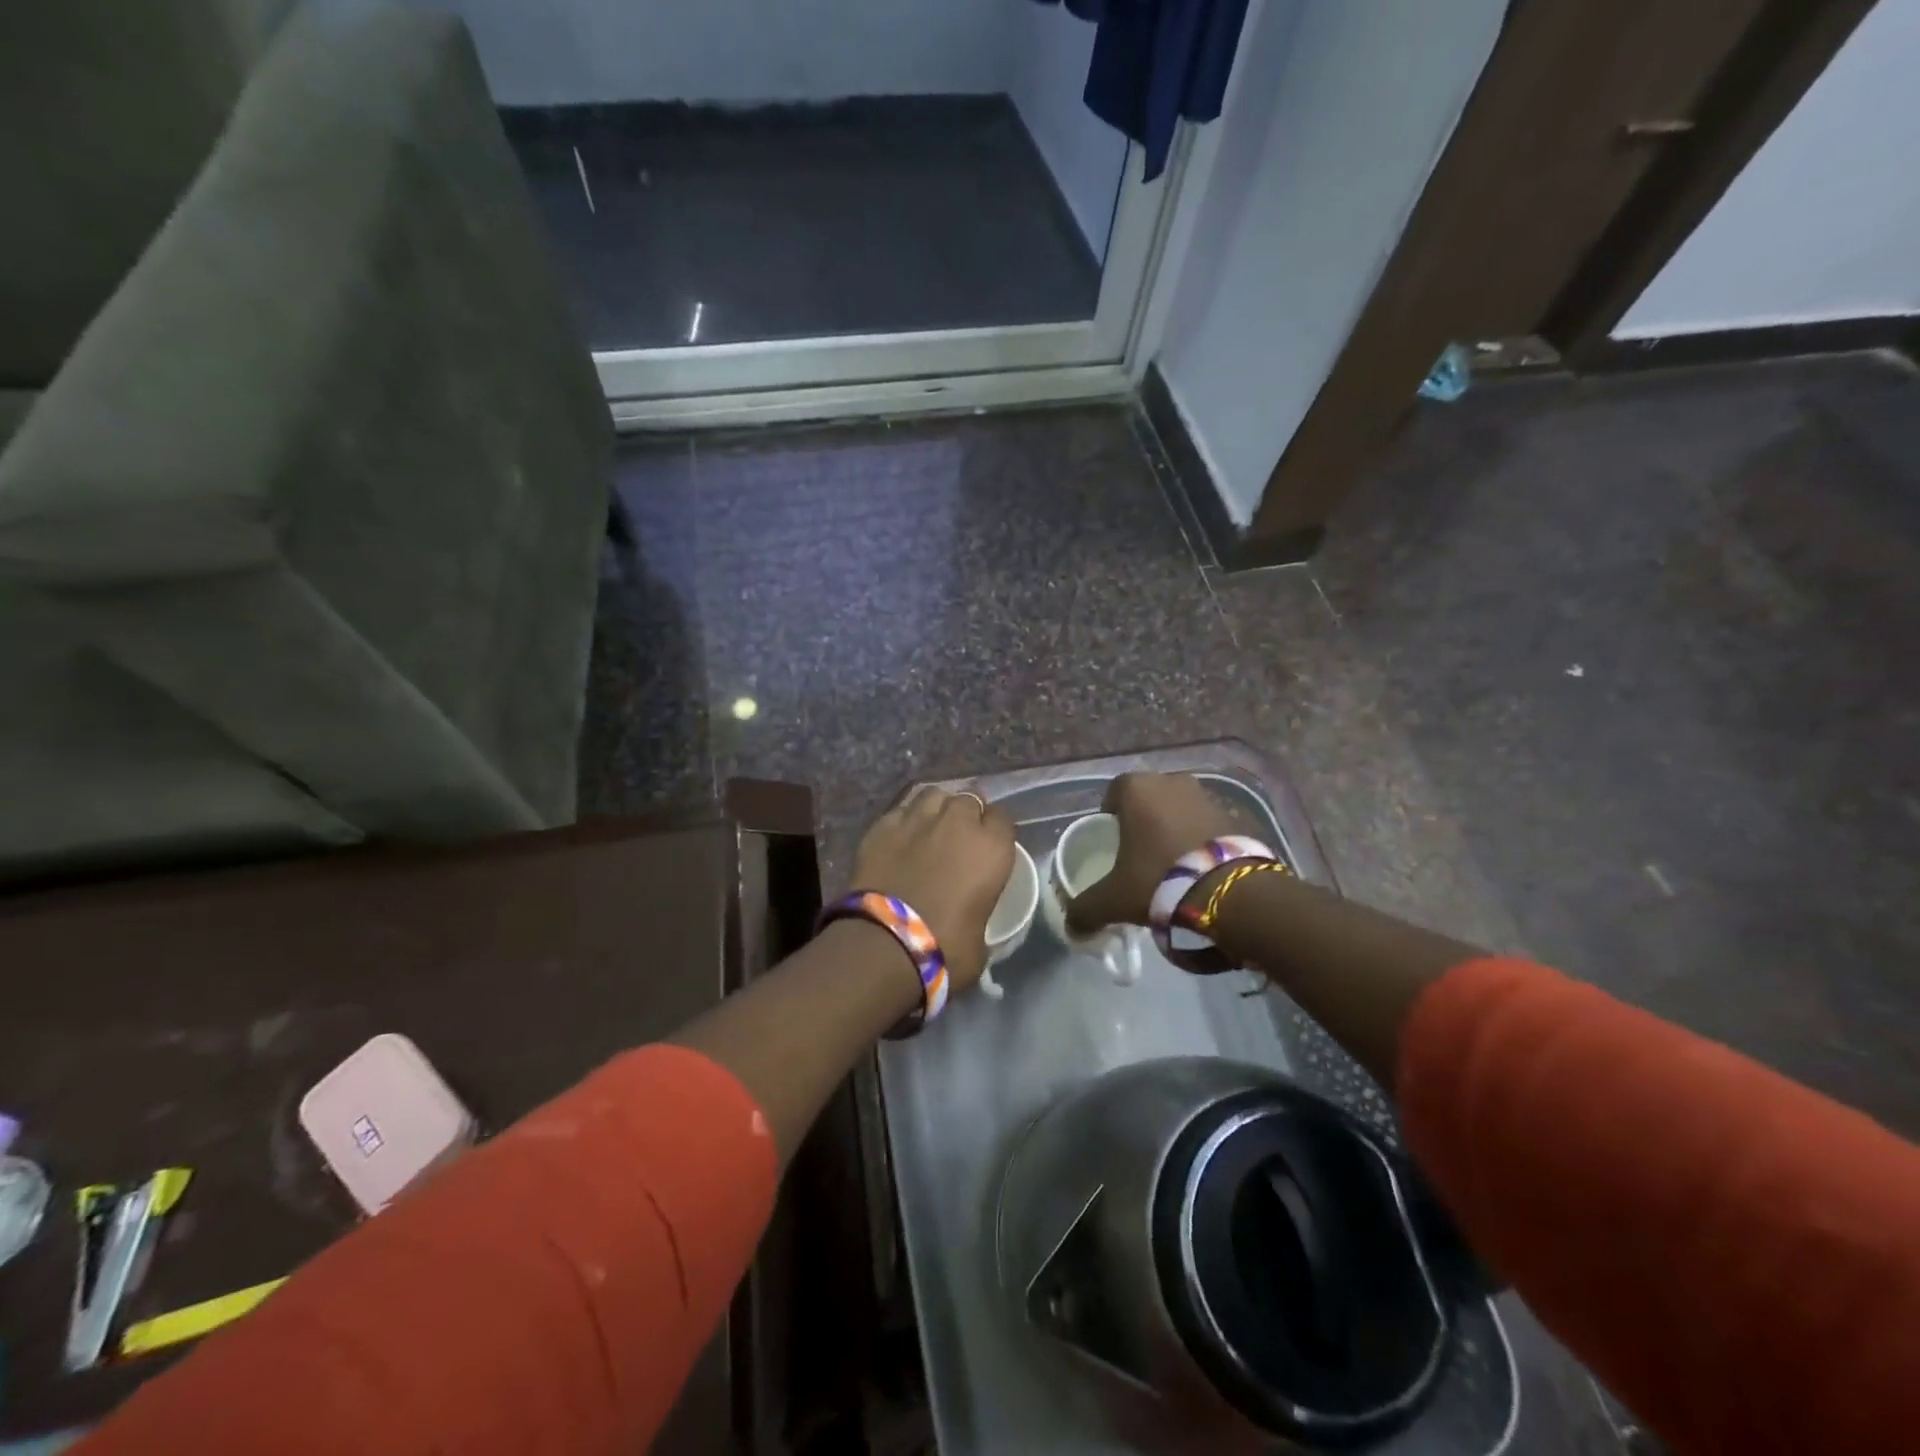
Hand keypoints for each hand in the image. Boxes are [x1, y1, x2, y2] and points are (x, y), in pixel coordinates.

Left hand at [852, 786, 1015, 997]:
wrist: (884, 944)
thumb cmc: (944, 949)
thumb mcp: (981, 939)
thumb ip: (981, 912)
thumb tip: (972, 917)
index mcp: (992, 848)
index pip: (1003, 818)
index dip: (996, 830)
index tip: (990, 846)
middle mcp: (958, 822)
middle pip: (969, 799)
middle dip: (967, 814)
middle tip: (959, 837)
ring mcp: (917, 818)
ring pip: (934, 795)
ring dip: (937, 808)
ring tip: (930, 827)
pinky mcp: (882, 825)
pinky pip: (900, 810)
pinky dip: (904, 820)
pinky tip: (900, 837)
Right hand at [1065, 773, 1241, 934]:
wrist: (1230, 892)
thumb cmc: (1159, 879)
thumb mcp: (1113, 899)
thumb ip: (1086, 909)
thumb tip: (1072, 927)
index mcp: (1137, 789)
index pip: (1114, 793)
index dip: (1110, 815)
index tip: (1113, 842)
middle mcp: (1172, 781)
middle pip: (1149, 798)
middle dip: (1144, 820)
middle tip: (1140, 854)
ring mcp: (1207, 795)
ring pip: (1180, 809)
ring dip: (1175, 828)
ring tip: (1173, 865)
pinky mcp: (1236, 815)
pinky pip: (1208, 824)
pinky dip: (1202, 840)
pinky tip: (1201, 869)